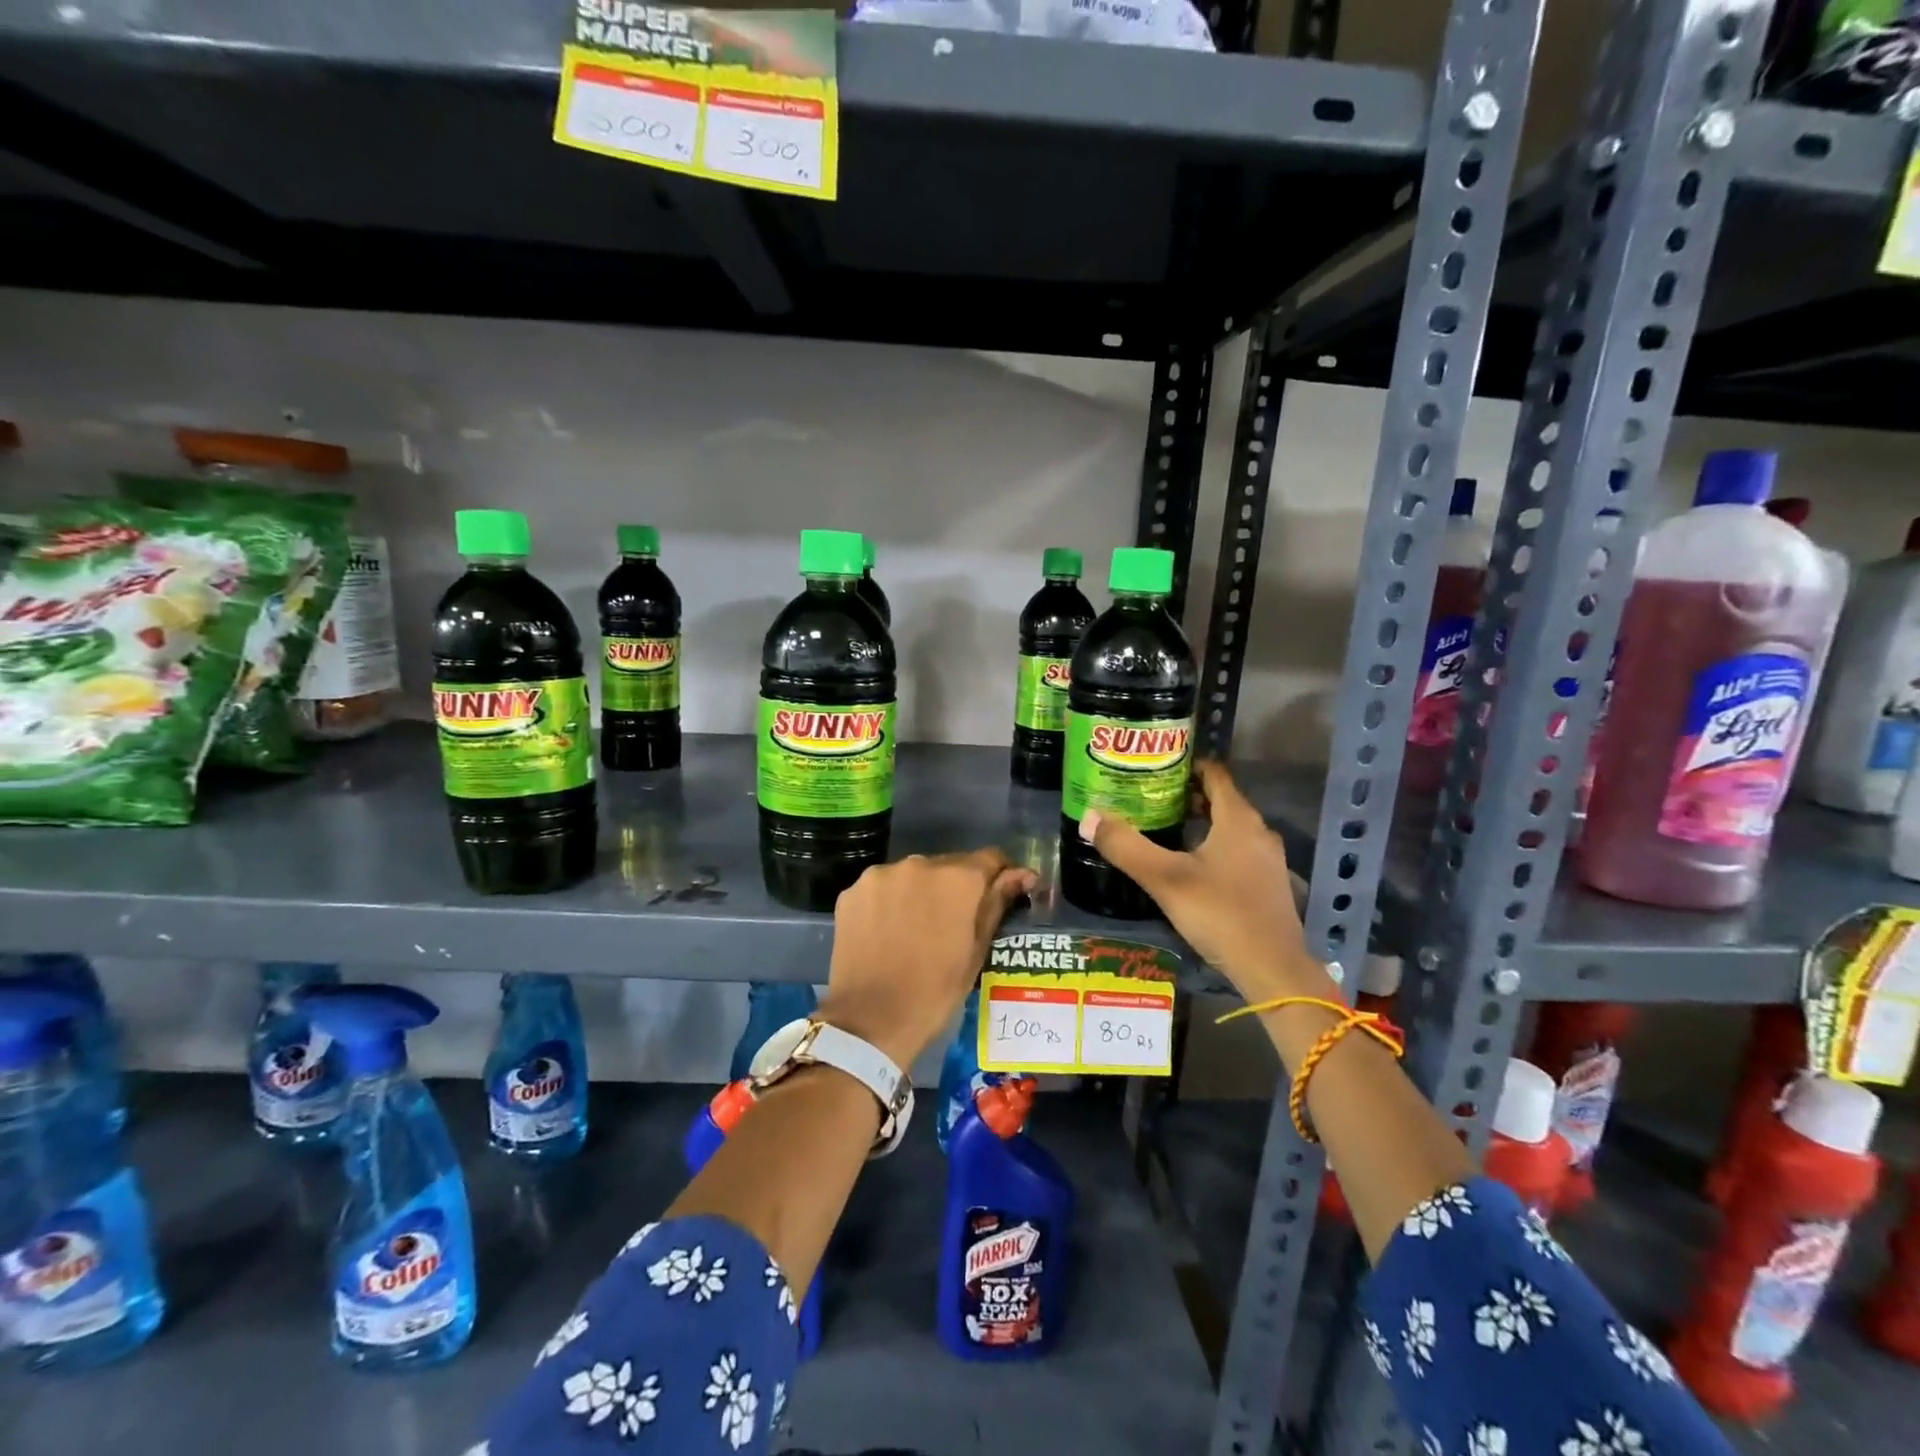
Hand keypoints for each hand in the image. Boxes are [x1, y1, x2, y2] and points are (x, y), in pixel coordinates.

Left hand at [817, 849, 1035, 1069]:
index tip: (999, 896)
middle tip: (952, 923)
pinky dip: (889, 902)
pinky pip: (882, 888)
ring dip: (920, 892)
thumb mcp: (976, 951)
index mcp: (958, 878)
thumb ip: (997, 903)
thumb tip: (1022, 875)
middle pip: (948, 866)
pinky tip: (887, 931)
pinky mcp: (852, 891)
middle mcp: (920, 864)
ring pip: (912, 876)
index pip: (990, 859)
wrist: (870, 1021)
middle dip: (955, 887)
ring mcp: (881, 875)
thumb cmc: (935, 991)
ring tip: (915, 929)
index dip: (999, 876)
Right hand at [1080, 761, 1329, 1002]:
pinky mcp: (1267, 885)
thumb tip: (1088, 815)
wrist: (1273, 969)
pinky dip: (1212, 847)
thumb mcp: (1165, 879)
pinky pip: (1236, 851)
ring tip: (1162, 829)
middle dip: (1185, 795)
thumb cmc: (1220, 914)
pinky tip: (1188, 866)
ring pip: (1228, 828)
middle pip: (1220, 800)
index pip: (1214, 774)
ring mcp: (1267, 860)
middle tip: (1147, 798)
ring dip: (1199, 823)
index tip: (1154, 767)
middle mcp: (1258, 831)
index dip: (1185, 765)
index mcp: (1238, 819)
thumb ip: (1126, 846)